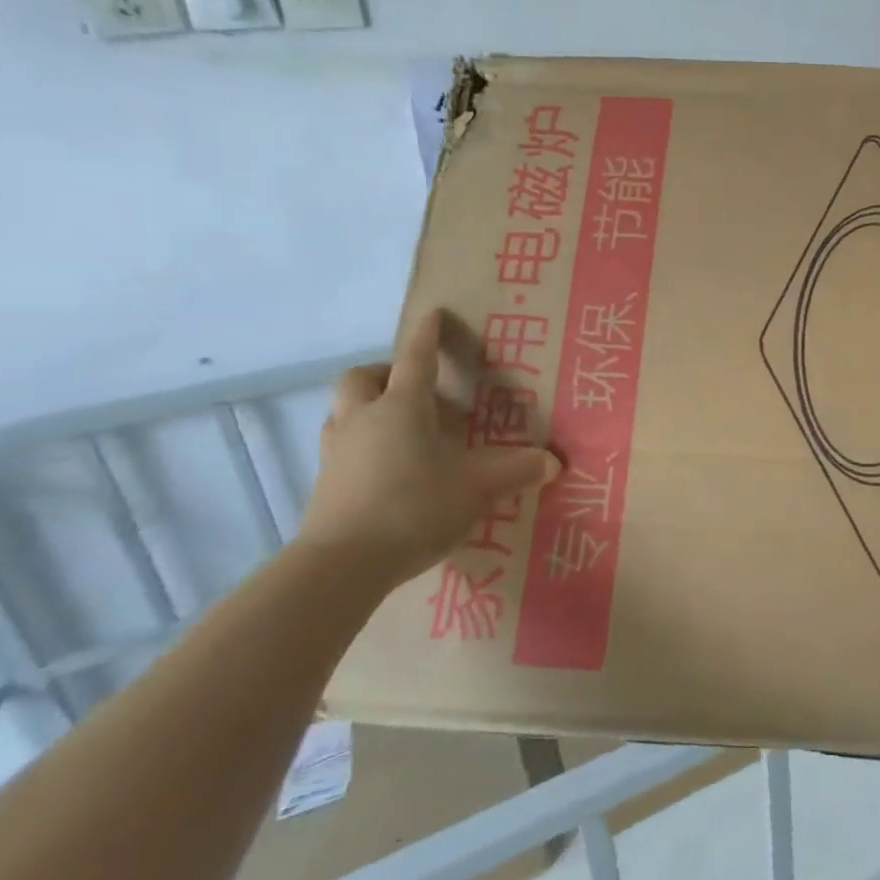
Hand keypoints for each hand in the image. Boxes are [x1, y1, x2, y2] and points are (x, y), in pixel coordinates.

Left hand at [297, 309, 560, 587]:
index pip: (415, 358)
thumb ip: (517, 470)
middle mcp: (363, 419)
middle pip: (362, 377)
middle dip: (386, 372)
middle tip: (415, 387)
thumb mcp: (478, 486)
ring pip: (345, 411)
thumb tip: (555, 462)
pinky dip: (364, 445)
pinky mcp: (324, 484)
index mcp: (402, 407)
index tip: (434, 314)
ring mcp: (337, 452)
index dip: (427, 334)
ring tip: (401, 428)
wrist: (342, 565)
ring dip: (369, 408)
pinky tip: (389, 469)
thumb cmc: (415, 506)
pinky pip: (343, 447)